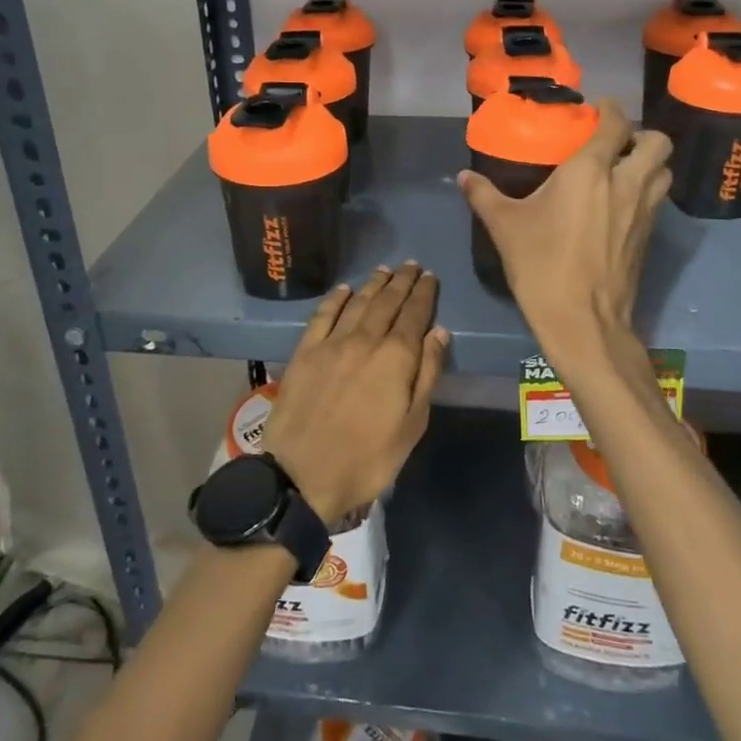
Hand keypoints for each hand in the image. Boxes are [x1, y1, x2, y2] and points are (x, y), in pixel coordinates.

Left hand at [262, 263, 450, 526]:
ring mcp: (331, 343)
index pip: (414, 315)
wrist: (301, 475)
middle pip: (387, 302)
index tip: (430, 277)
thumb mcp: (411, 426)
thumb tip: (438, 332)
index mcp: (395, 358)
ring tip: (386, 270)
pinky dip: (335, 298)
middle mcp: (364, 340)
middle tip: (412, 265)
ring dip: (373, 284)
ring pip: (357, 303)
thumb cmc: (367, 459)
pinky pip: (322, 315)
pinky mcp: (304, 352)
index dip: (424, 294)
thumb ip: (427, 375)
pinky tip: (344, 289)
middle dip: (402, 281)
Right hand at [458, 99, 670, 356]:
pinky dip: (648, 192)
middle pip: (658, 142)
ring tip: (624, 170)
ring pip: (665, 171)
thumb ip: (484, 195)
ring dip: (650, 163)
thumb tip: (463, 176)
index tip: (599, 109)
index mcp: (591, 171)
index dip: (611, 110)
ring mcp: (644, 212)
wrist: (582, 320)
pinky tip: (621, 206)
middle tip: (616, 143)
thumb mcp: (505, 227)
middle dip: (641, 135)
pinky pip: (659, 201)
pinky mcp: (649, 238)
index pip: (616, 124)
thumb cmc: (541, 265)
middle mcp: (626, 183)